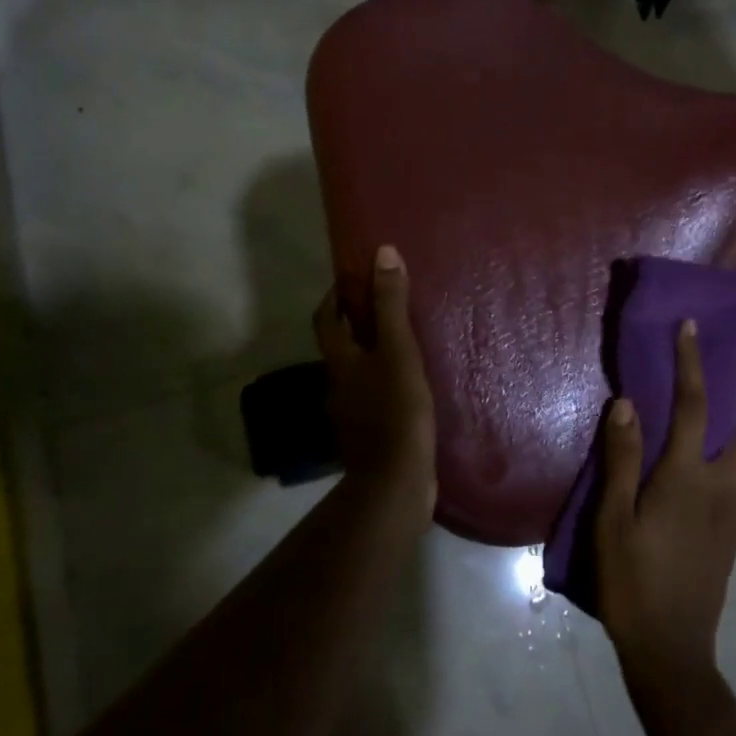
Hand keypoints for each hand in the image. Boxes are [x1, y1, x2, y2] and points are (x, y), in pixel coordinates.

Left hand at [312, 245, 436, 526]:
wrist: (395, 481)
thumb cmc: (396, 409)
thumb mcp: (398, 350)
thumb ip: (390, 305)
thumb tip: (382, 253)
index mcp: (340, 361)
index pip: (326, 319)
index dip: (335, 297)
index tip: (354, 280)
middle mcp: (338, 385)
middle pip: (341, 347)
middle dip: (357, 325)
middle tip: (387, 309)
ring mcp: (351, 414)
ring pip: (358, 374)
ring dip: (374, 356)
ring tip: (406, 346)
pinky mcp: (370, 436)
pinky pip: (374, 399)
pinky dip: (386, 385)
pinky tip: (410, 388)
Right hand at [595, 320, 735, 683]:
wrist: (671, 648)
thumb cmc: (633, 580)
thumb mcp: (613, 520)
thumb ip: (622, 459)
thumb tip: (627, 403)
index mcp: (688, 478)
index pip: (695, 406)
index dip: (693, 363)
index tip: (692, 327)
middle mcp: (724, 486)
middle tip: (727, 374)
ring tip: (727, 409)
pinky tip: (720, 455)